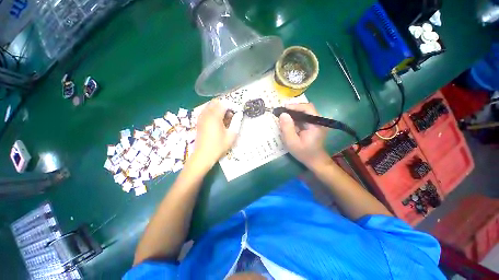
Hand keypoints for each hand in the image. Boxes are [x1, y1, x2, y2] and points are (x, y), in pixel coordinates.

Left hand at [191, 100, 242, 167]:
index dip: (232, 106)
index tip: (237, 112)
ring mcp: (201, 118)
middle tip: (231, 115)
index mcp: (215, 117)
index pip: (224, 104)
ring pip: (210, 106)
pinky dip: (212, 112)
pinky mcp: (199, 122)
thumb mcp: (231, 135)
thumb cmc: (219, 146)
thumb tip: (239, 114)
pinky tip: (217, 122)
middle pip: (216, 102)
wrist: (203, 155)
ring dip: (218, 109)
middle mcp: (207, 114)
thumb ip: (236, 122)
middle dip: (225, 106)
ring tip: (224, 119)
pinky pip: (206, 111)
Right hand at [279, 103, 330, 169]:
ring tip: (283, 117)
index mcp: (316, 124)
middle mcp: (318, 120)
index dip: (295, 106)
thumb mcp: (292, 142)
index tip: (283, 108)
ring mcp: (316, 123)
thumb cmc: (304, 153)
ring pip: (304, 113)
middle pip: (305, 109)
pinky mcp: (312, 125)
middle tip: (281, 113)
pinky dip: (295, 119)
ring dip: (293, 114)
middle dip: (293, 110)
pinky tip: (288, 123)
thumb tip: (283, 114)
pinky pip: (303, 118)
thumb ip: (287, 128)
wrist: (314, 161)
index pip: (307, 108)